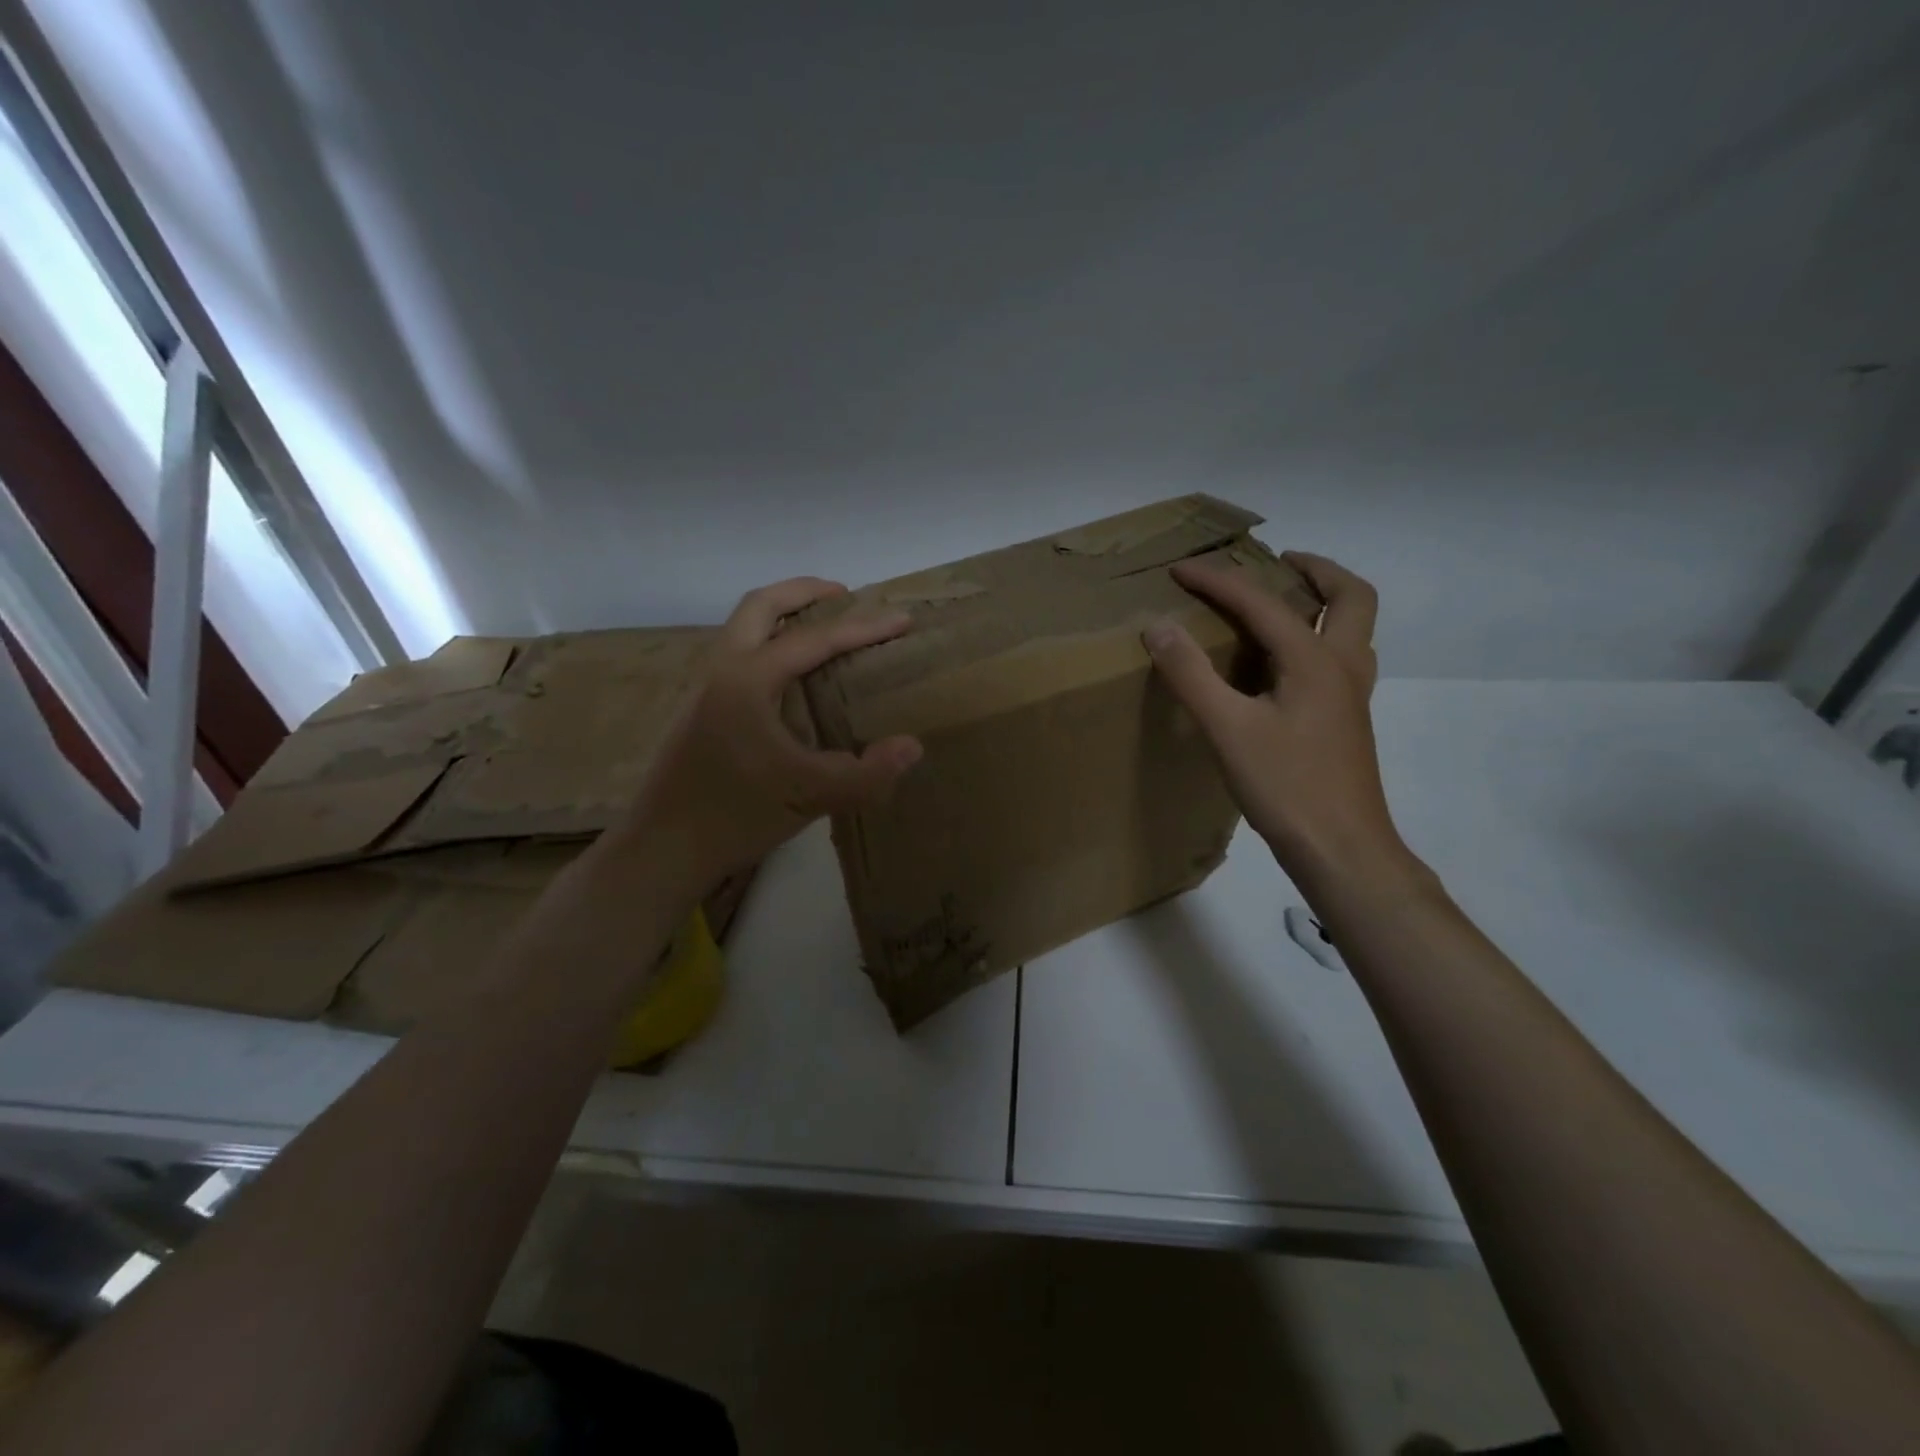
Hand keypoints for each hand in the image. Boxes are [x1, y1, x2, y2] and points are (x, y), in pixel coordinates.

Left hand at [625, 577, 922, 881]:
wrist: (663, 849)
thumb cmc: (735, 816)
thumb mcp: (810, 796)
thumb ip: (867, 774)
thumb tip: (912, 746)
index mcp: (748, 680)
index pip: (814, 639)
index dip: (863, 628)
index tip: (901, 619)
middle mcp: (722, 671)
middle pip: (760, 605)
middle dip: (804, 592)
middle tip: (844, 595)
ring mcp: (704, 689)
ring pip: (742, 628)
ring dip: (782, 616)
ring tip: (822, 631)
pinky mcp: (699, 711)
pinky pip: (738, 655)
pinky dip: (768, 644)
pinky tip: (791, 681)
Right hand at [1143, 553, 1407, 887]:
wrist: (1341, 850)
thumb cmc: (1286, 787)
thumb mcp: (1228, 730)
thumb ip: (1191, 675)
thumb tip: (1158, 626)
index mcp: (1314, 660)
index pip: (1261, 603)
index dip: (1218, 581)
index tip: (1180, 569)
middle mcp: (1343, 667)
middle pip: (1350, 596)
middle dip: (1316, 570)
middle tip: (1278, 562)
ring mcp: (1351, 696)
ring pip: (1353, 628)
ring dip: (1325, 602)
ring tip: (1282, 604)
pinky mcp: (1346, 722)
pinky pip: (1339, 658)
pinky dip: (1318, 638)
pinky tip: (1282, 668)